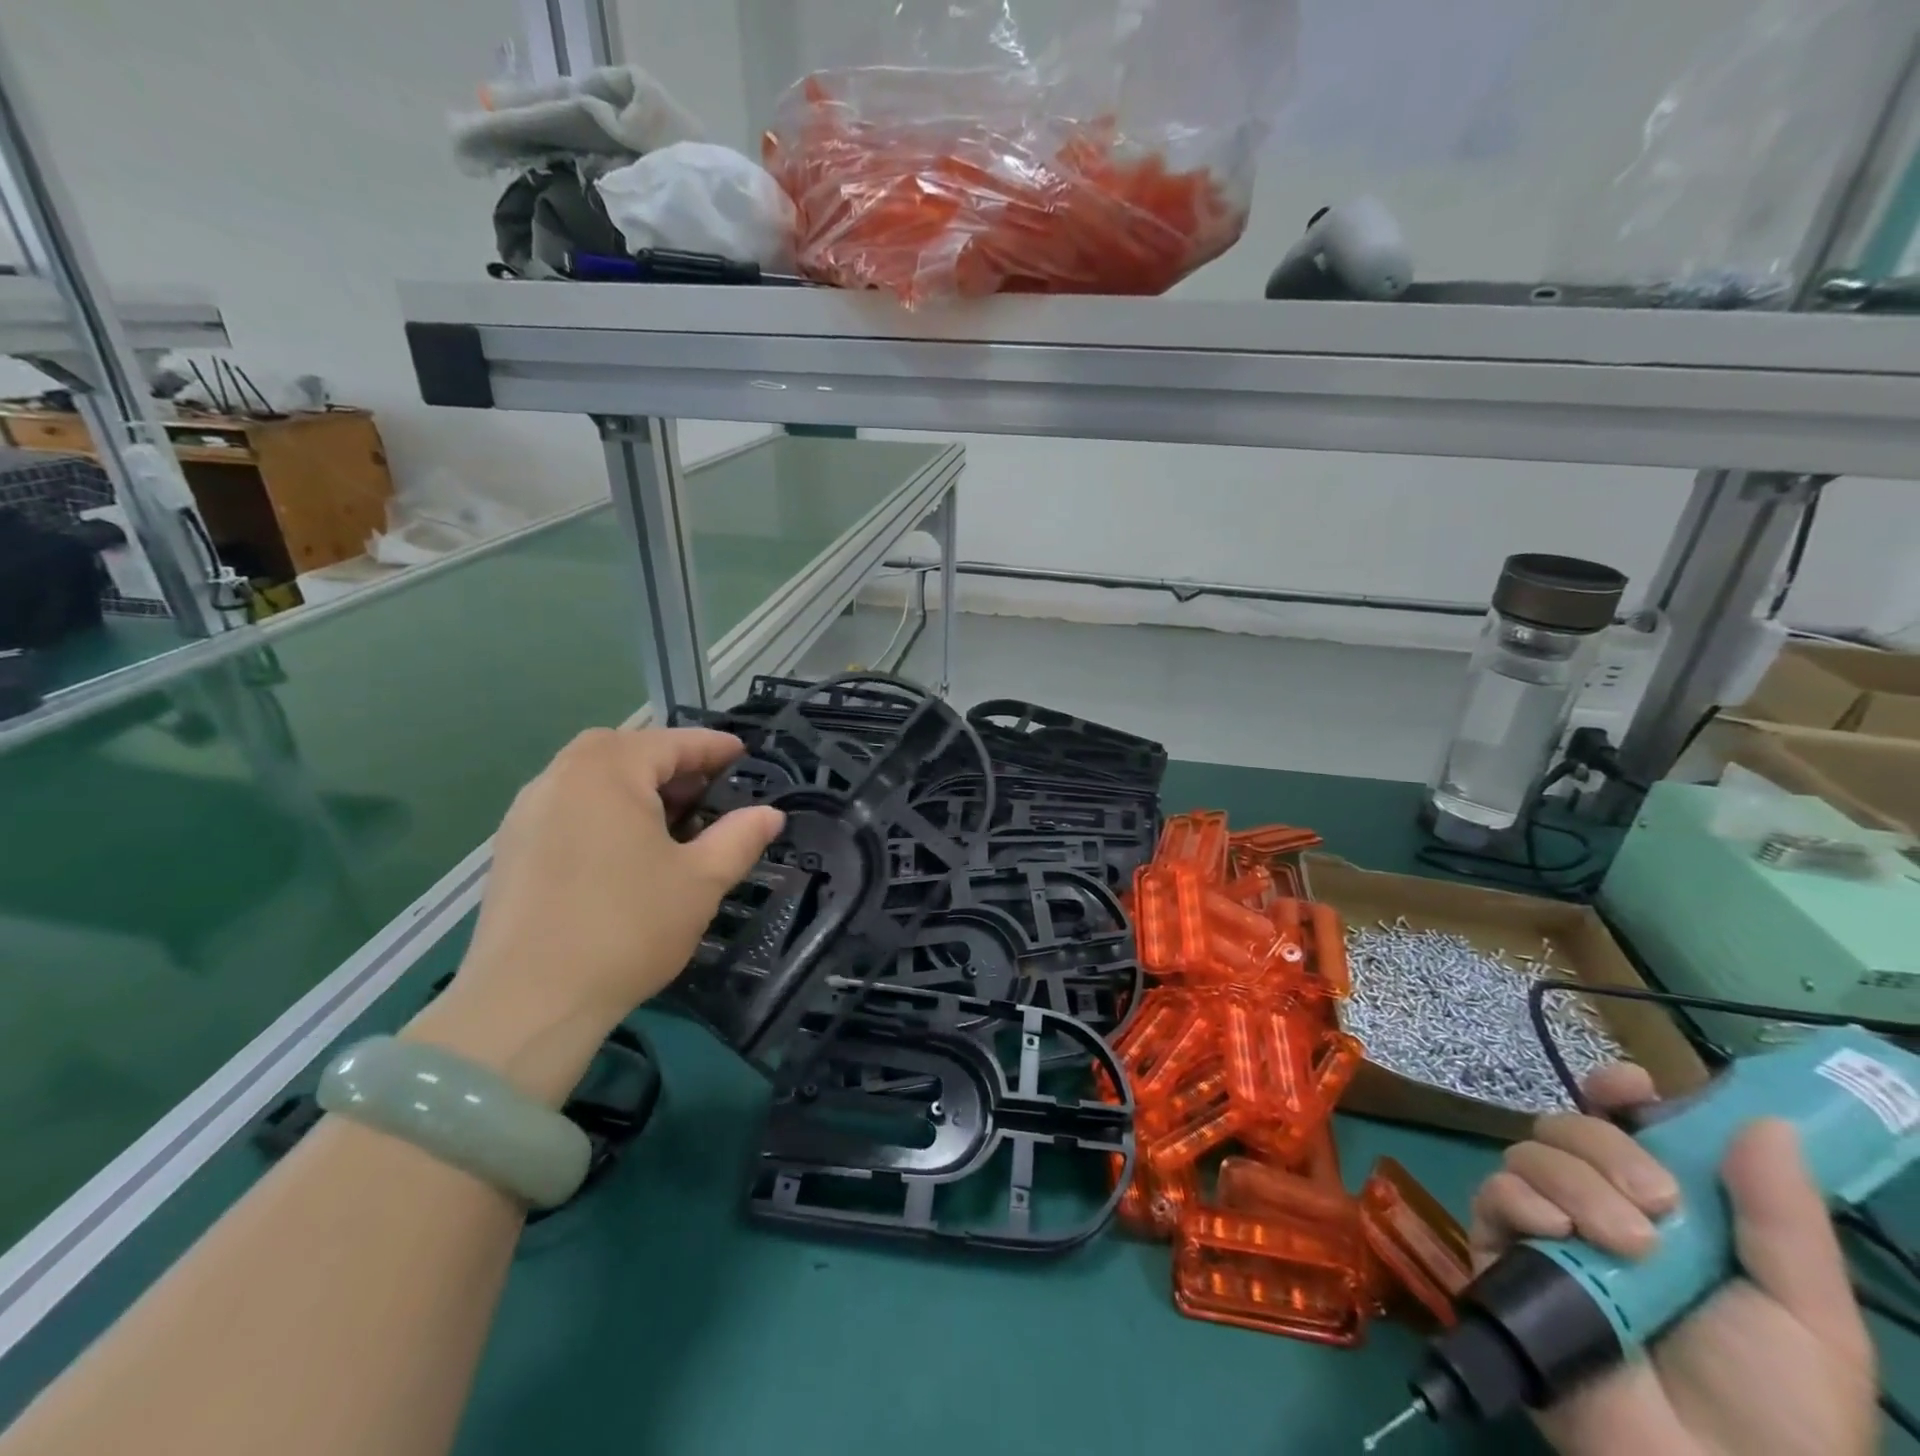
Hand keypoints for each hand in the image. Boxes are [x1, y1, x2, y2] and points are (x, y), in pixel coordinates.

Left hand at [407, 728, 782, 1104]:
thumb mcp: (701, 880)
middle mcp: (560, 776)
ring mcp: (527, 812)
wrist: (528, 1002)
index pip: (672, 743)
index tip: (745, 755)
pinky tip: (624, 851)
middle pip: (626, 752)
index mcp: (607, 770)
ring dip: (636, 788)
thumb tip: (770, 814)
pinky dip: (604, 812)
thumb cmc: (627, 927)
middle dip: (672, 765)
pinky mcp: (511, 848)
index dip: (714, 749)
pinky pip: (569, 808)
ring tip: (671, 822)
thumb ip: (740, 838)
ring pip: (592, 779)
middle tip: (709, 793)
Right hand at [1469, 1065, 1877, 1455]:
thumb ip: (1784, 1215)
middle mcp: (1599, 1206)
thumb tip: (1766, 1118)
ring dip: (1574, 1182)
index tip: (1629, 1088)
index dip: (1619, 1093)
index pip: (1625, 1124)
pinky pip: (1494, 1196)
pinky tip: (1557, 1235)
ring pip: (1529, 1153)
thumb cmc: (1780, 1409)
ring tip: (1624, 1245)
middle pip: (1568, 1126)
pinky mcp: (1502, 1255)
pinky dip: (1522, 1201)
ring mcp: (1547, 1231)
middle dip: (1604, 1145)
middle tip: (1656, 1202)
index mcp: (1668, 1211)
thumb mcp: (1809, 1315)